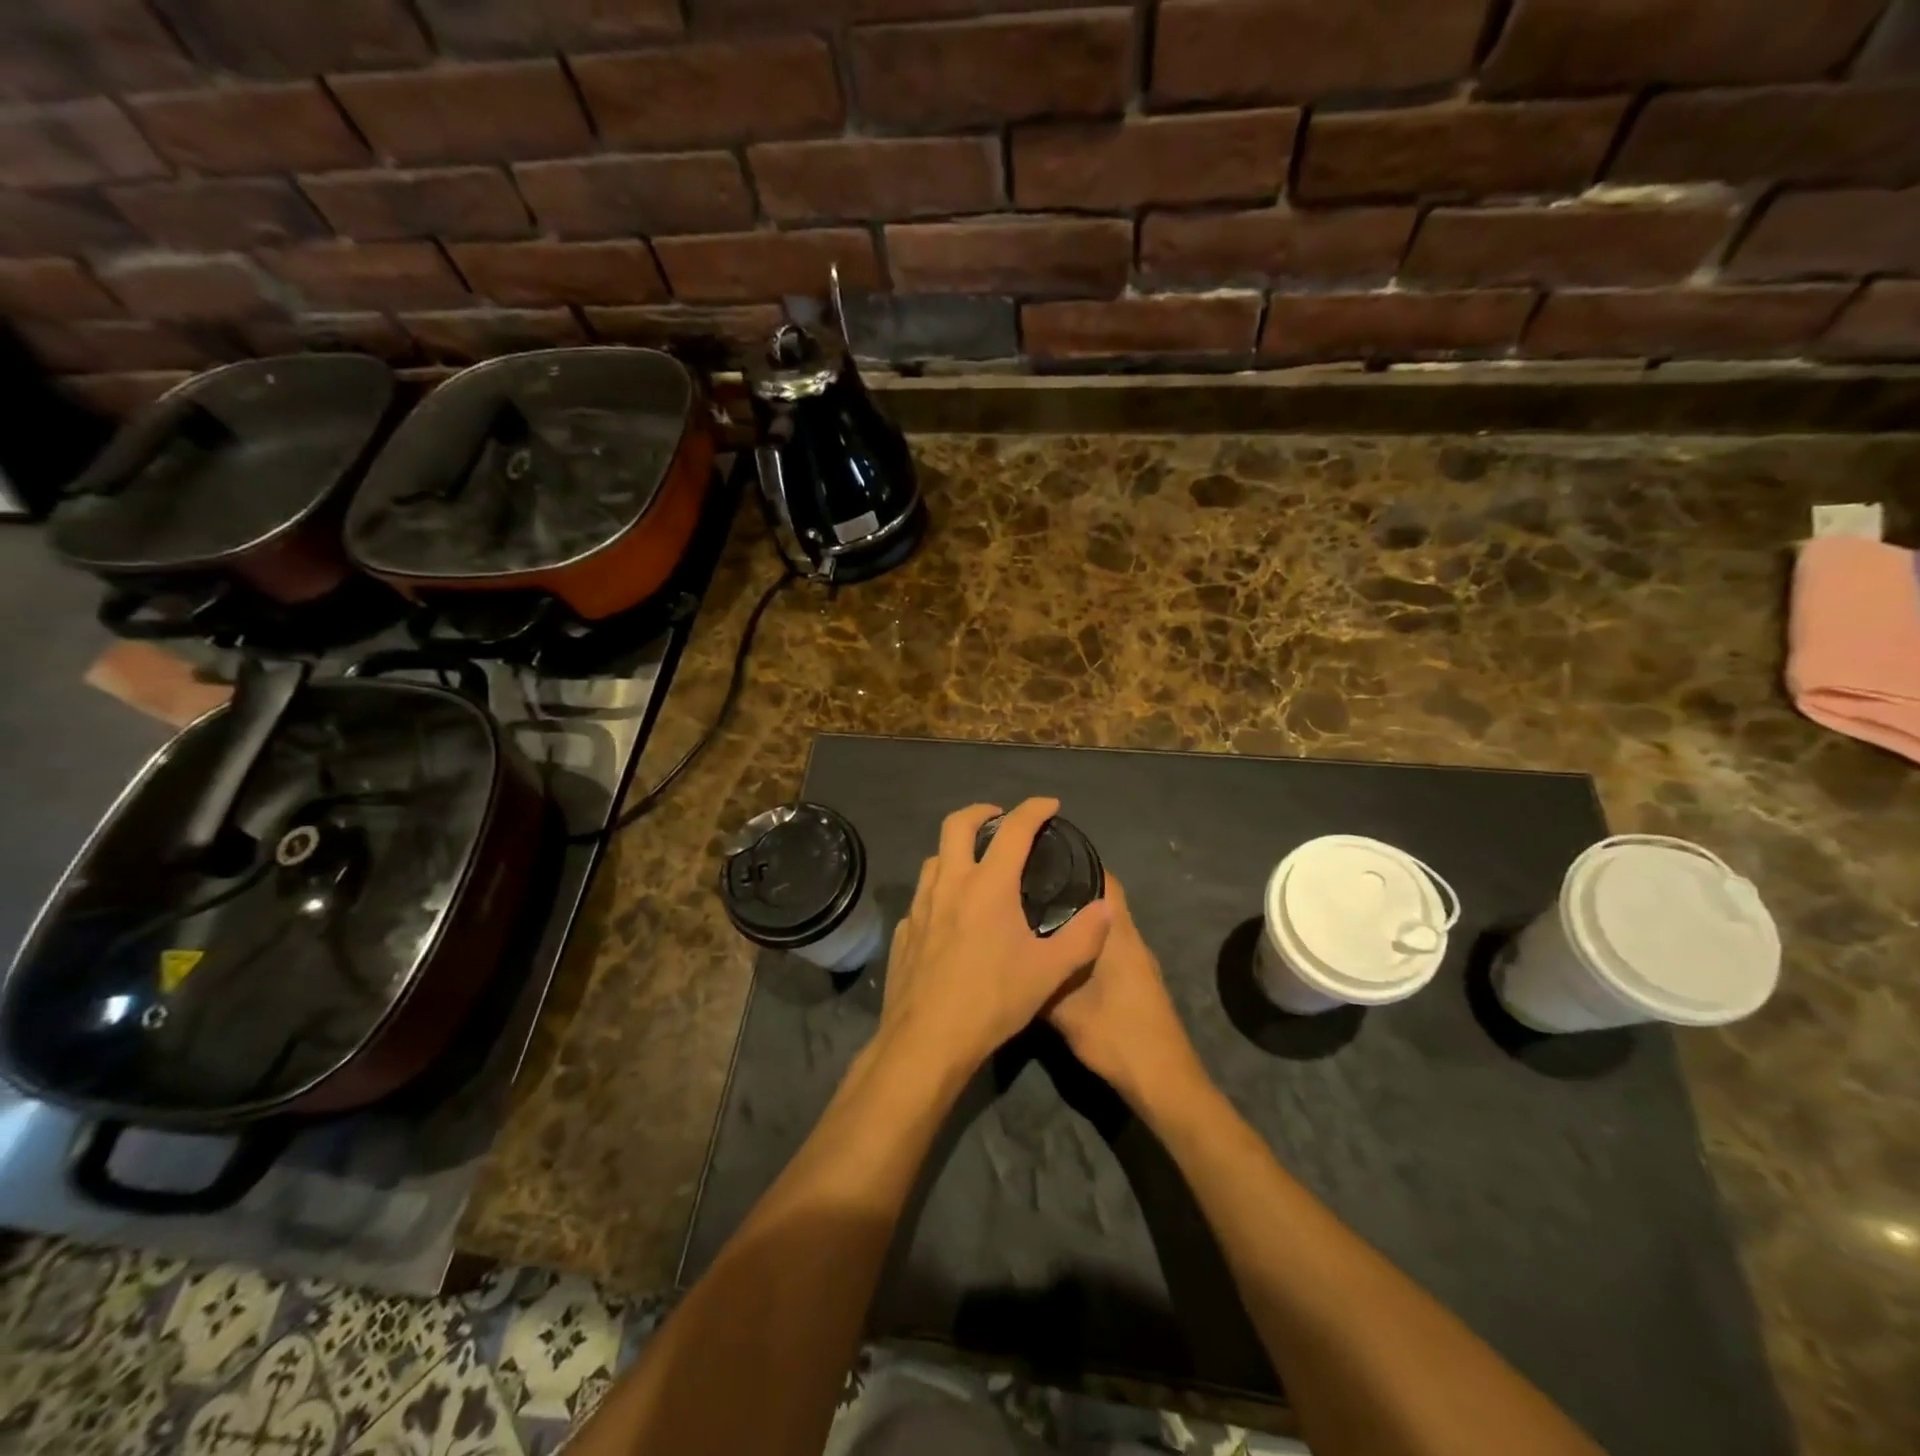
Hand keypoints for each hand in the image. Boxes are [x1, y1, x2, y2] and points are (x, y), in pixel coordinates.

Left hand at [879, 798, 1112, 1077]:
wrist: (927, 1040)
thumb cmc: (992, 1001)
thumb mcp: (1049, 973)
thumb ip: (1083, 937)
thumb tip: (1107, 908)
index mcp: (987, 886)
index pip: (1013, 830)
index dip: (1034, 810)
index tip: (1049, 805)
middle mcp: (949, 884)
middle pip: (956, 824)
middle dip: (981, 812)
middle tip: (1000, 819)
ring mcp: (920, 907)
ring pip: (934, 858)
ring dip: (956, 850)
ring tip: (976, 865)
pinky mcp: (904, 931)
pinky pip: (922, 897)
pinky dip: (940, 890)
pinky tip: (950, 915)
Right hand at [1046, 873, 1203, 1105]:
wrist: (1162, 1080)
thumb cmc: (1116, 1036)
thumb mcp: (1064, 1010)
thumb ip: (1039, 979)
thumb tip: (1010, 956)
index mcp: (1118, 934)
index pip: (1103, 879)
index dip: (1076, 862)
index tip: (1043, 855)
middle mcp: (1131, 938)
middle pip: (1102, 898)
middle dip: (1070, 887)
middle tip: (1029, 883)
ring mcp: (1137, 960)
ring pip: (1104, 924)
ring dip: (1077, 915)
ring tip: (1035, 912)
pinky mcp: (1137, 980)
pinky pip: (1107, 944)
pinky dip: (1084, 940)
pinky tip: (1057, 951)